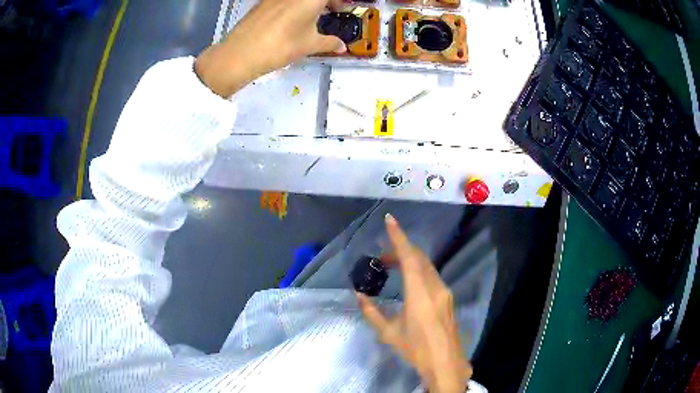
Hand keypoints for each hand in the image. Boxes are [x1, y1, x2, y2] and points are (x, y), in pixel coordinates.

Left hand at [195, 0, 346, 96]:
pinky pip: (284, 1)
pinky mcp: (262, 2)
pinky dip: (293, 5)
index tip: (342, 9)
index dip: (339, 2)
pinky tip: (290, 20)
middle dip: (326, 1)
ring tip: (310, 18)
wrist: (241, 53)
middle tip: (330, 12)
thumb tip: (342, 47)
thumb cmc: (281, 46)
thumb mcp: (309, 45)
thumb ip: (329, 42)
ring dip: (308, 3)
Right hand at [357, 214, 471, 392]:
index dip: (399, 237)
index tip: (390, 220)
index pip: (409, 258)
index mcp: (420, 294)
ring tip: (390, 267)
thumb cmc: (416, 349)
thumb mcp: (389, 333)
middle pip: (419, 258)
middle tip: (381, 256)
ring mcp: (444, 292)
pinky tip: (408, 281)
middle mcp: (435, 287)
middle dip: (401, 249)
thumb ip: (372, 312)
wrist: (445, 362)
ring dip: (409, 261)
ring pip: (427, 266)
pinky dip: (418, 270)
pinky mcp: (448, 298)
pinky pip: (431, 276)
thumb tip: (359, 296)